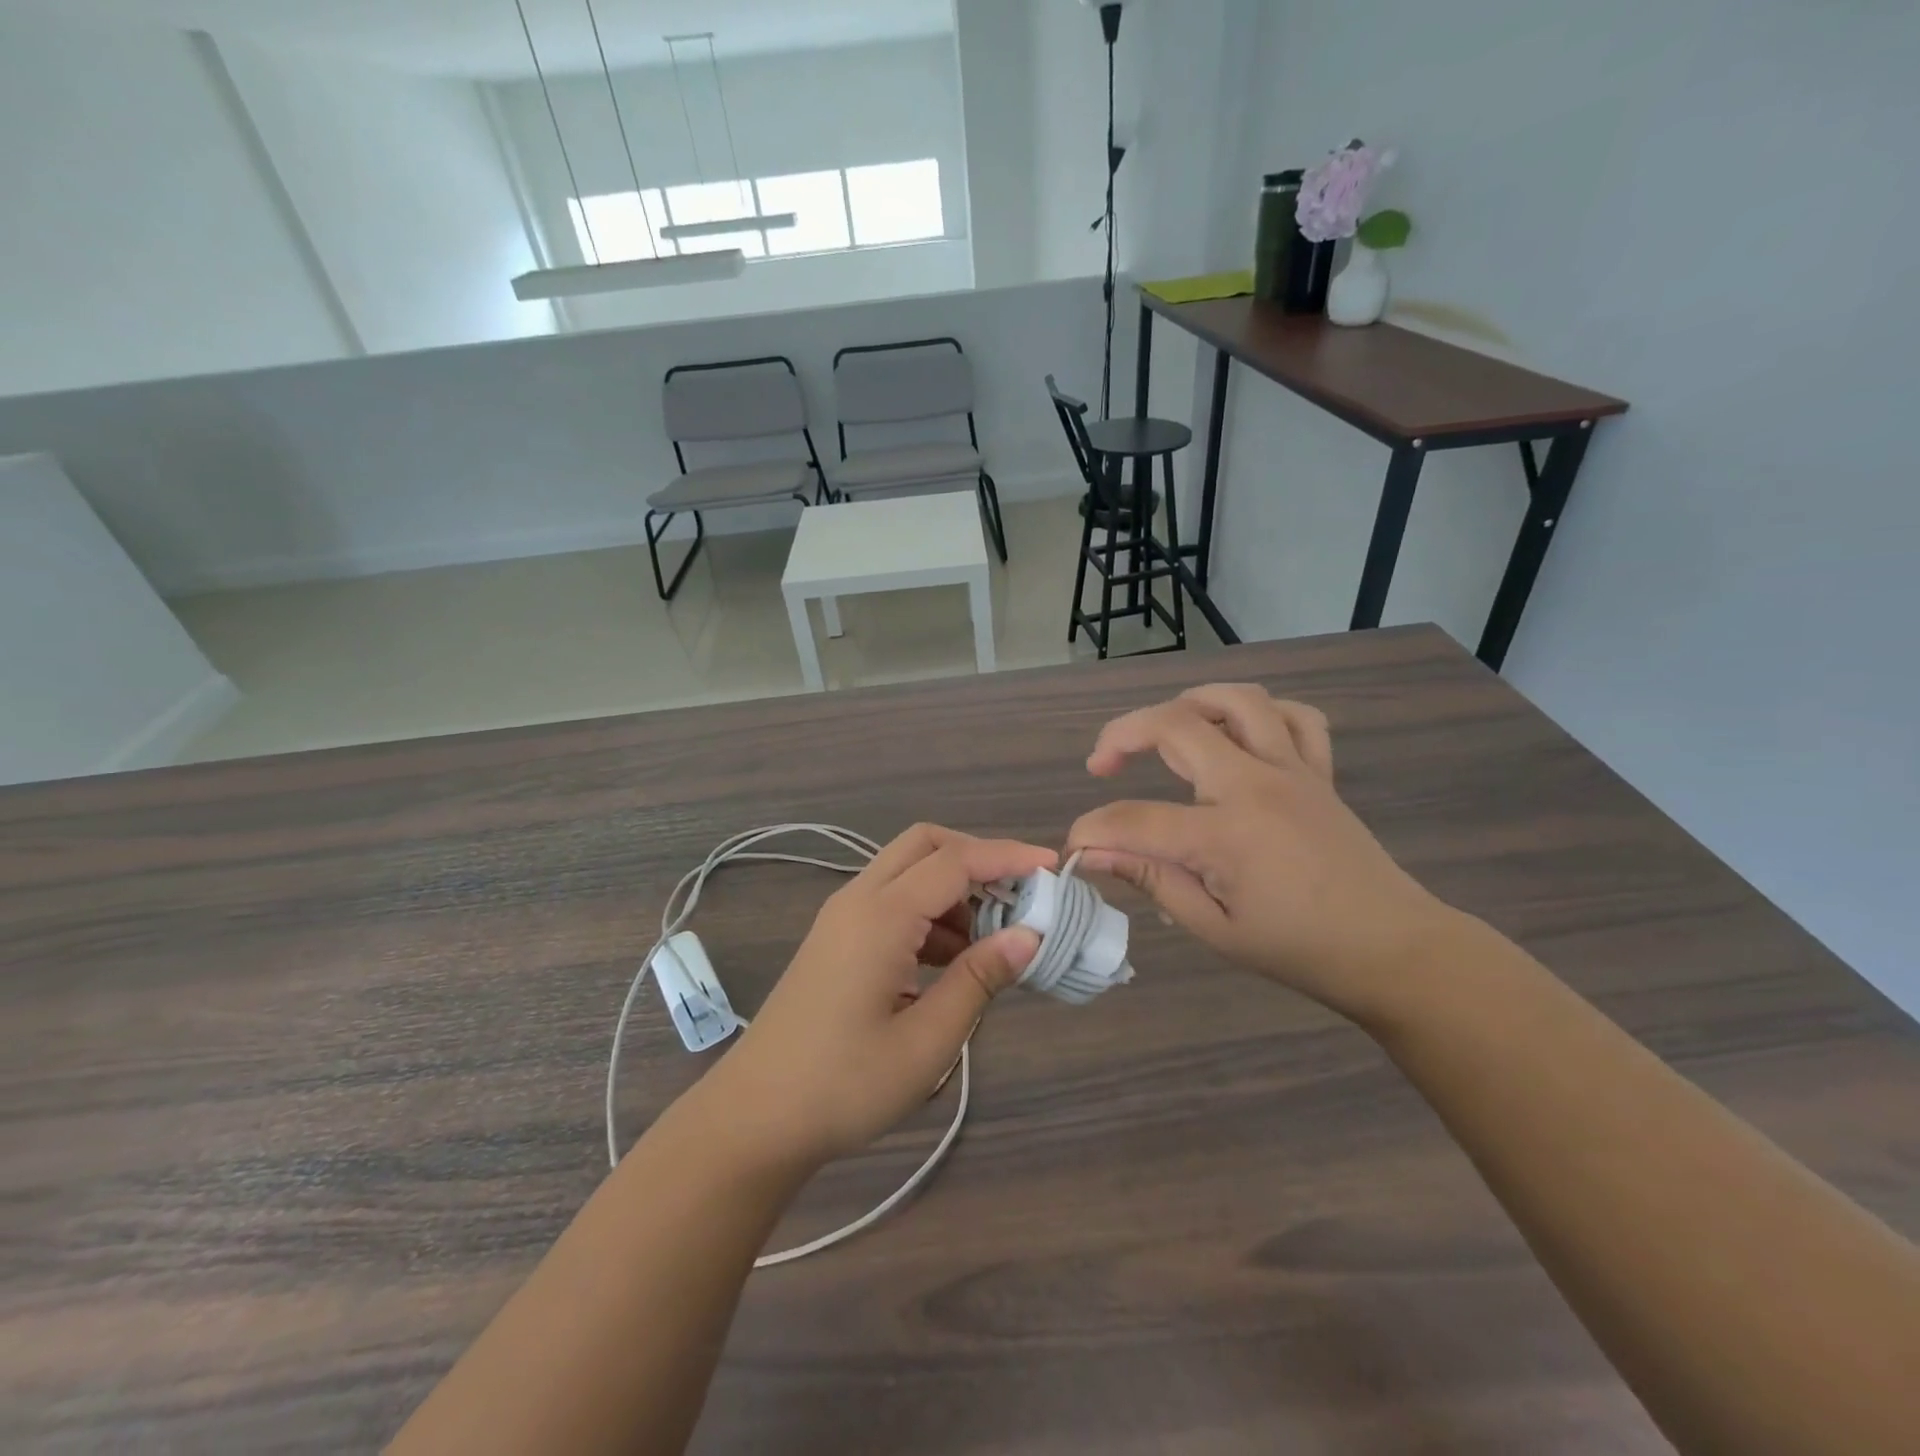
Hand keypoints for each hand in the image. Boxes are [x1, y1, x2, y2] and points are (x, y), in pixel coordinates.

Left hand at [689, 825, 1053, 1171]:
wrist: (754, 1118)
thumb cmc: (843, 1085)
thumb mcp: (925, 1042)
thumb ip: (978, 980)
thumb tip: (1029, 936)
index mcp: (880, 916)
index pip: (955, 862)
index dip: (1008, 858)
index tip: (1054, 867)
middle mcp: (858, 900)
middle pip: (925, 844)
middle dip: (978, 857)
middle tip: (1021, 895)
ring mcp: (842, 917)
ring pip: (907, 870)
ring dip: (954, 888)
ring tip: (993, 938)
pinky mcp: (837, 939)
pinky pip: (892, 900)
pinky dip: (930, 912)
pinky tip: (953, 959)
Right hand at [1066, 685, 1453, 1024]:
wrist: (1393, 949)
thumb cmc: (1299, 950)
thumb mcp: (1214, 929)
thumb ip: (1152, 880)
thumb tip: (1093, 856)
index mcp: (1226, 835)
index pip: (1135, 819)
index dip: (1092, 830)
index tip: (1074, 848)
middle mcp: (1256, 786)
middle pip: (1175, 726)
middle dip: (1121, 735)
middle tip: (1100, 764)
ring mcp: (1293, 770)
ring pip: (1237, 701)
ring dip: (1188, 703)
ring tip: (1163, 730)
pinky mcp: (1319, 772)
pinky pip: (1295, 717)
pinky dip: (1261, 713)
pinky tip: (1238, 734)